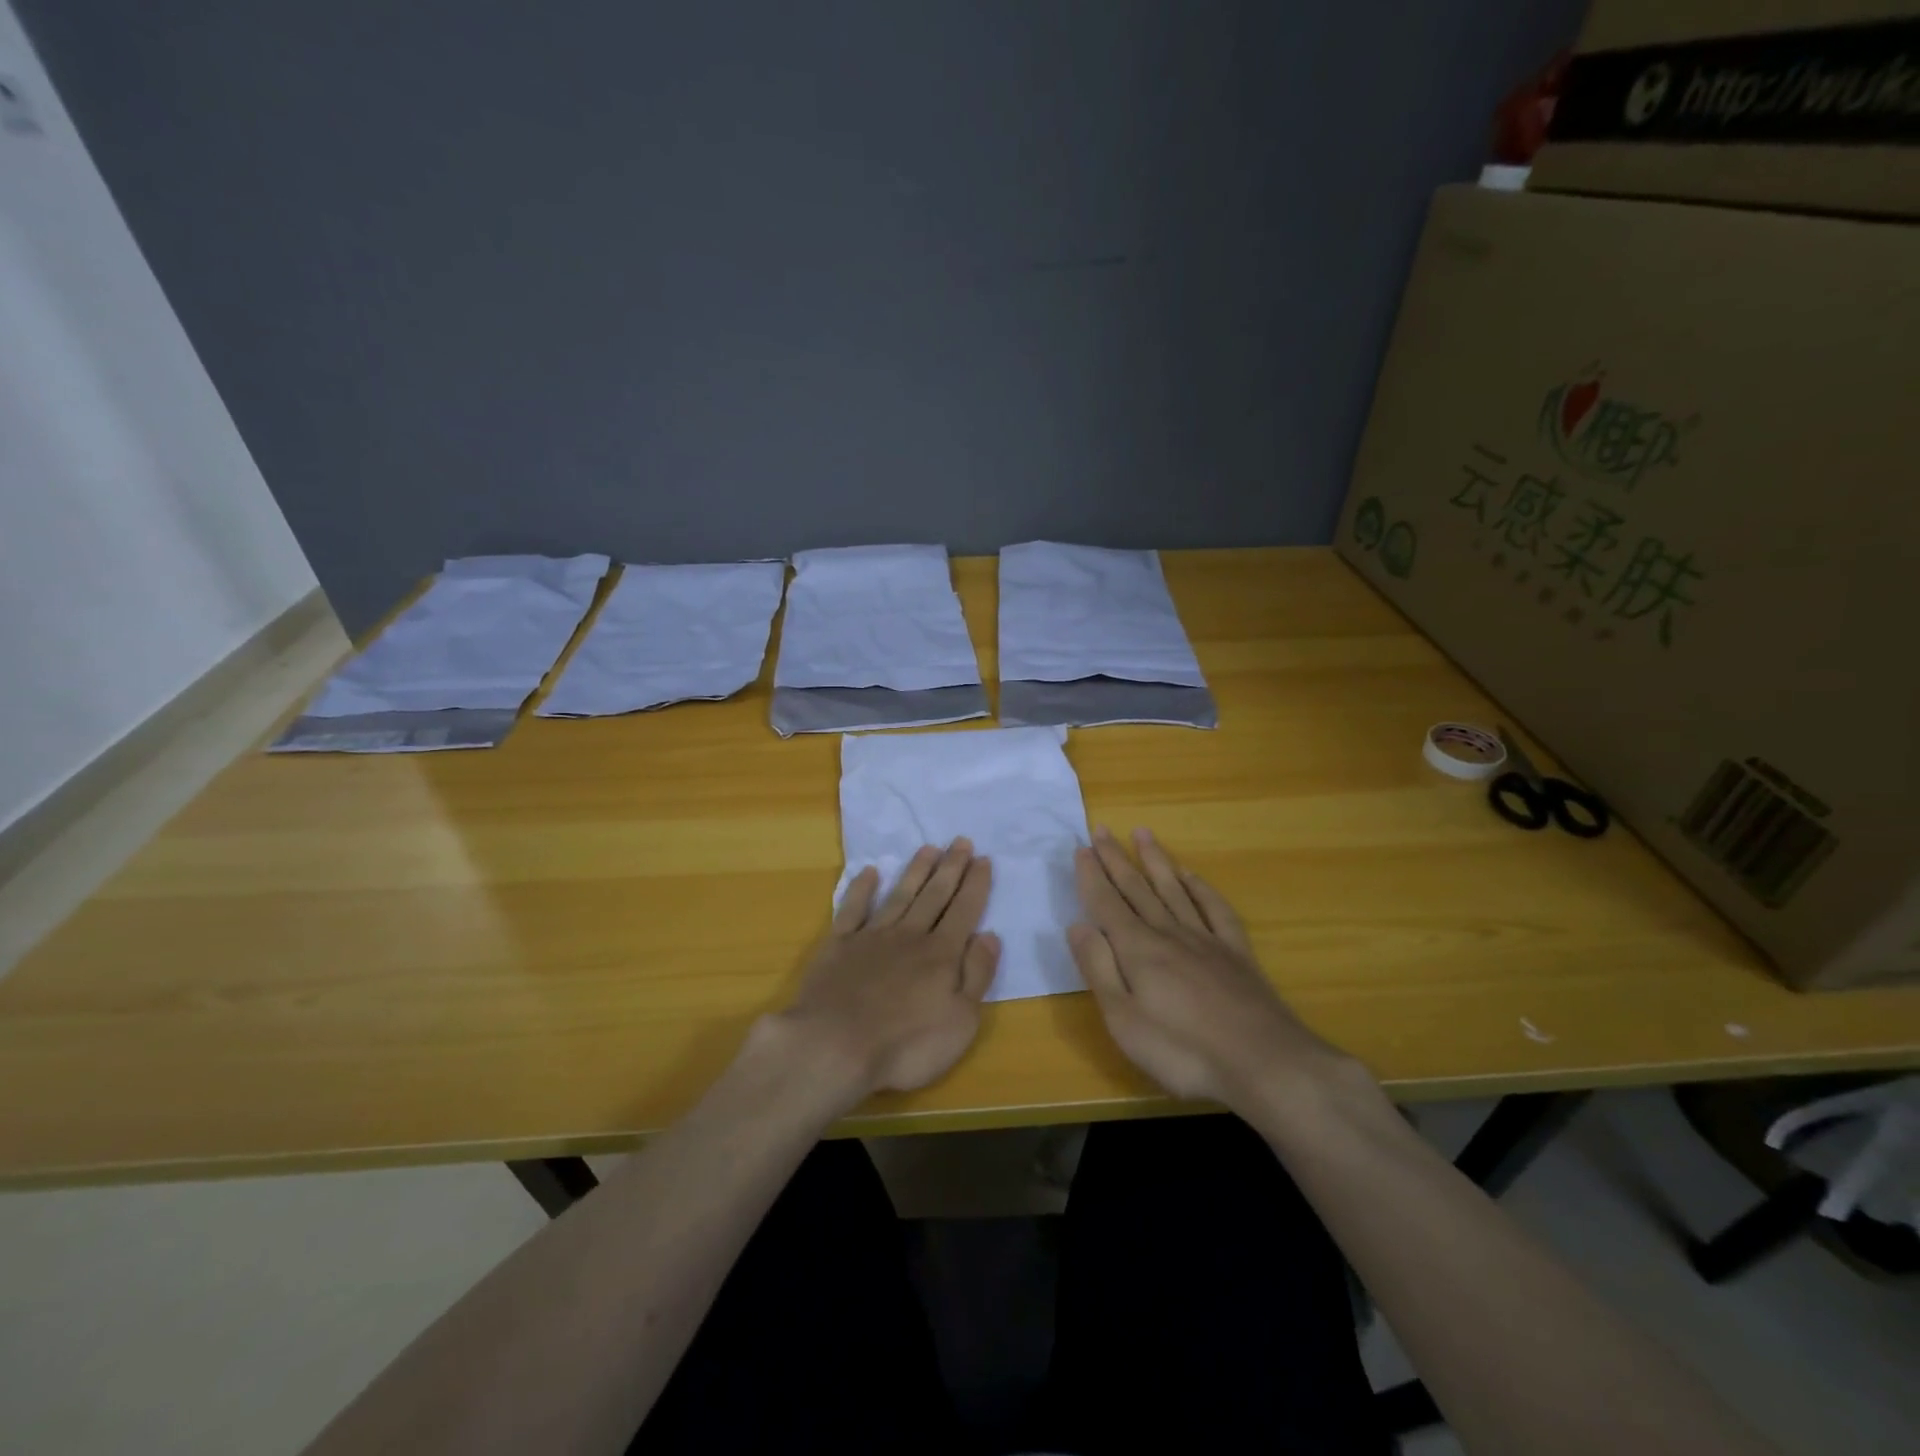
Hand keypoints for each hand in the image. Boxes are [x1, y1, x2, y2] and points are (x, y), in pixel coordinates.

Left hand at [771, 838, 999, 1107]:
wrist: (835, 1046)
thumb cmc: (906, 1044)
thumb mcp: (961, 1020)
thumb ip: (977, 974)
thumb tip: (990, 935)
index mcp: (942, 954)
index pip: (964, 910)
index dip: (976, 884)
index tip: (984, 859)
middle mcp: (910, 935)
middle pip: (934, 895)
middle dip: (951, 867)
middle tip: (961, 841)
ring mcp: (872, 937)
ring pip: (899, 895)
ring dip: (915, 871)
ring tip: (928, 848)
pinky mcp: (838, 945)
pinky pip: (853, 909)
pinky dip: (861, 889)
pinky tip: (868, 872)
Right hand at [1069, 827, 1346, 1112]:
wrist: (1265, 1063)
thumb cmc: (1184, 1051)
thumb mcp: (1124, 1020)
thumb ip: (1098, 969)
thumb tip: (1078, 926)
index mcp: (1137, 949)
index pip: (1107, 903)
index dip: (1091, 876)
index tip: (1081, 848)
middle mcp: (1168, 933)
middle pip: (1137, 889)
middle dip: (1116, 859)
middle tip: (1101, 829)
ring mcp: (1206, 939)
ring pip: (1173, 889)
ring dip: (1155, 860)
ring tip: (1142, 834)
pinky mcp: (1236, 952)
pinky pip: (1214, 908)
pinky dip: (1200, 887)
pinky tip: (1191, 875)